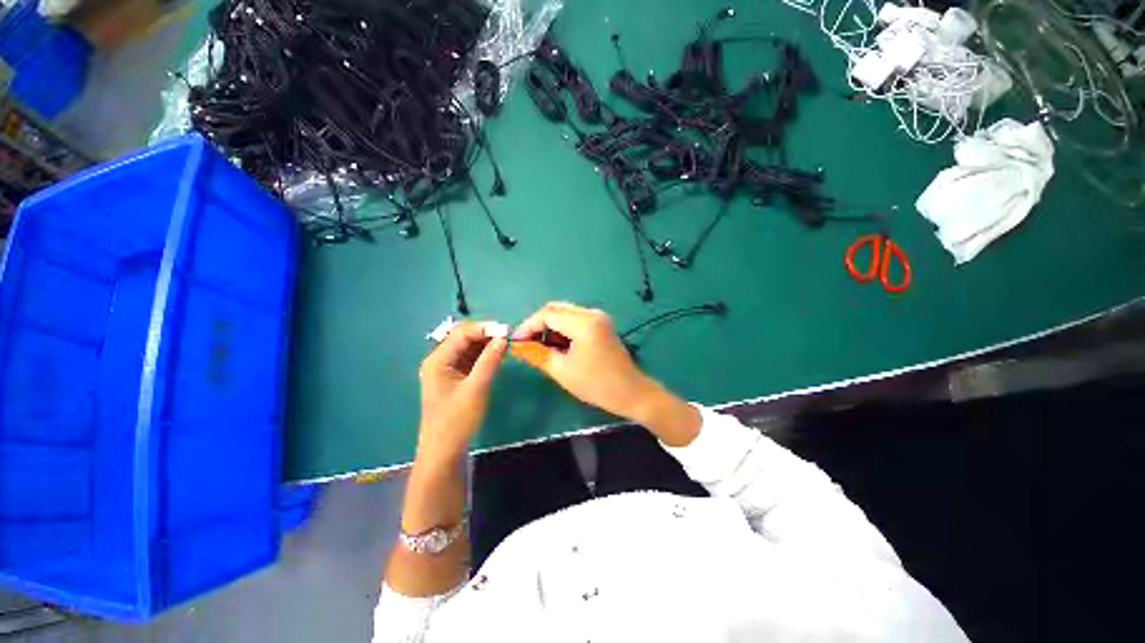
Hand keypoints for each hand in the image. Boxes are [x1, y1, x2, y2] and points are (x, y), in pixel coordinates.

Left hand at [417, 322, 506, 464]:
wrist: (444, 450)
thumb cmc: (457, 420)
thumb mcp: (476, 388)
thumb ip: (490, 361)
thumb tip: (503, 338)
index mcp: (438, 360)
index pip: (462, 333)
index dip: (484, 328)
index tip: (506, 330)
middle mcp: (440, 360)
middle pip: (463, 337)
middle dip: (485, 333)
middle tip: (507, 336)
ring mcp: (447, 369)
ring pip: (468, 347)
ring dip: (486, 343)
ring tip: (506, 344)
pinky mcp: (455, 377)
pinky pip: (471, 358)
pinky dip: (484, 354)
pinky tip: (498, 355)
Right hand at [509, 303, 695, 444]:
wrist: (630, 392)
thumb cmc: (596, 384)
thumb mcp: (562, 371)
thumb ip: (537, 354)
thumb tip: (518, 345)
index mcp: (584, 323)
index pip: (547, 314)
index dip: (528, 326)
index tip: (516, 341)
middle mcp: (592, 313)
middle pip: (556, 309)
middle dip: (538, 325)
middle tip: (527, 344)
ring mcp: (598, 317)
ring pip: (565, 313)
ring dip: (550, 327)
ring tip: (543, 348)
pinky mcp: (601, 323)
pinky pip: (575, 319)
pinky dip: (562, 329)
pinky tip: (559, 346)